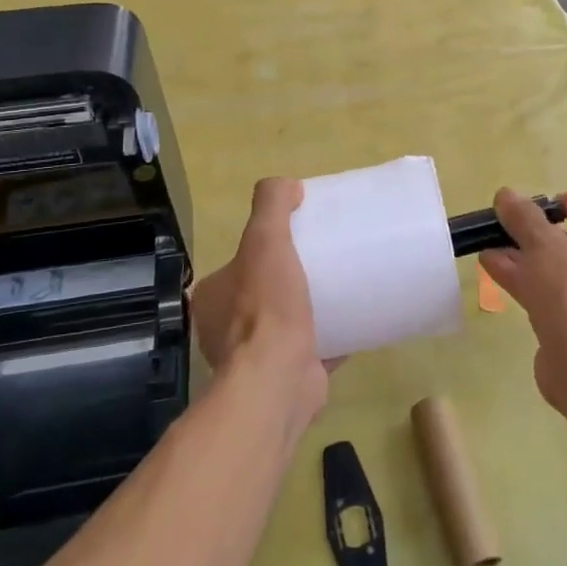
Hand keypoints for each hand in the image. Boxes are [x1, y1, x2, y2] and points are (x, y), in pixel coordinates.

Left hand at [190, 178, 327, 427]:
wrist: (279, 380)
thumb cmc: (266, 307)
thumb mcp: (265, 241)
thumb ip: (271, 206)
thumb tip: (288, 185)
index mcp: (213, 298)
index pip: (238, 265)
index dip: (264, 251)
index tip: (297, 241)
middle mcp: (225, 330)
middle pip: (262, 294)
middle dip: (289, 281)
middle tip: (324, 263)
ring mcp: (254, 359)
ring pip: (284, 325)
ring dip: (307, 312)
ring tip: (341, 290)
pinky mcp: (285, 378)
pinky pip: (310, 350)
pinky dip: (329, 339)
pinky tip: (353, 324)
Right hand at [478, 188, 566, 413]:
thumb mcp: (544, 245)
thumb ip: (524, 218)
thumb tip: (506, 195)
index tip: (554, 208)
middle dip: (542, 232)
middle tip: (512, 227)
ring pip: (562, 269)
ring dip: (527, 256)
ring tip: (490, 246)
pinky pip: (554, 295)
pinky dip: (527, 280)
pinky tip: (493, 270)